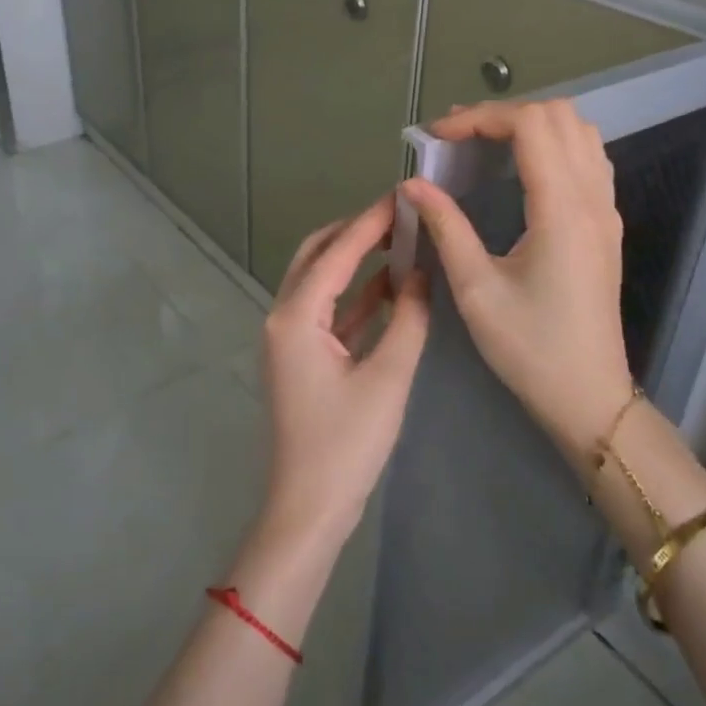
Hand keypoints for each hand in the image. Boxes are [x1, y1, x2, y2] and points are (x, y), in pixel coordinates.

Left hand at [257, 194, 431, 547]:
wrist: (308, 510)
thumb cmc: (346, 446)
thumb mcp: (388, 379)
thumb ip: (409, 319)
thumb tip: (422, 273)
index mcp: (296, 317)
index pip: (337, 253)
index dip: (371, 221)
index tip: (402, 195)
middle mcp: (283, 317)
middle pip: (317, 255)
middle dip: (356, 231)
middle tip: (400, 216)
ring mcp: (288, 338)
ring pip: (320, 281)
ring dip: (355, 260)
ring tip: (400, 241)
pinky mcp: (299, 357)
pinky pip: (327, 310)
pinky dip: (355, 294)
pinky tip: (390, 286)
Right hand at [400, 99, 632, 459]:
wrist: (588, 395)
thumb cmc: (529, 347)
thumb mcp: (476, 290)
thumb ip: (446, 227)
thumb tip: (413, 184)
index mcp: (561, 210)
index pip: (529, 125)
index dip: (479, 117)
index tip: (437, 137)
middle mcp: (592, 197)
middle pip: (558, 115)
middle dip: (503, 114)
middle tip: (458, 139)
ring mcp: (606, 209)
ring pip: (580, 130)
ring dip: (532, 124)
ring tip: (485, 145)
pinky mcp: (607, 223)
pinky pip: (589, 157)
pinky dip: (555, 144)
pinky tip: (522, 169)